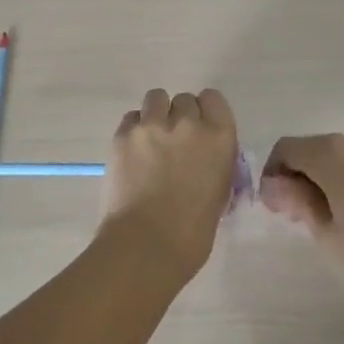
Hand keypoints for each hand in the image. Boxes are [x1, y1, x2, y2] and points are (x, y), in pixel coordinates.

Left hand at [100, 88, 239, 282]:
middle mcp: (188, 123)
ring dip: (156, 115)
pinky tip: (133, 152)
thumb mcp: (219, 192)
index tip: (200, 129)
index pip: (213, 99)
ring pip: (156, 98)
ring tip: (150, 140)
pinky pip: (131, 117)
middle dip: (180, 117)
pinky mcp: (124, 134)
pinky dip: (134, 130)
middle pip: (184, 100)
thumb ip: (214, 163)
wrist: (147, 245)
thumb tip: (204, 157)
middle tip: (173, 143)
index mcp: (219, 137)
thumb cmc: (192, 233)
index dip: (205, 112)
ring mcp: (153, 126)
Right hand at [260, 132, 343, 297]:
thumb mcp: (327, 233)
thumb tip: (272, 185)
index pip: (285, 149)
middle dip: (296, 177)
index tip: (277, 209)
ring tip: (327, 219)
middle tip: (298, 219)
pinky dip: (343, 179)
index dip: (272, 175)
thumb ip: (296, 202)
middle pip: (309, 149)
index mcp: (331, 152)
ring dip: (320, 179)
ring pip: (332, 156)